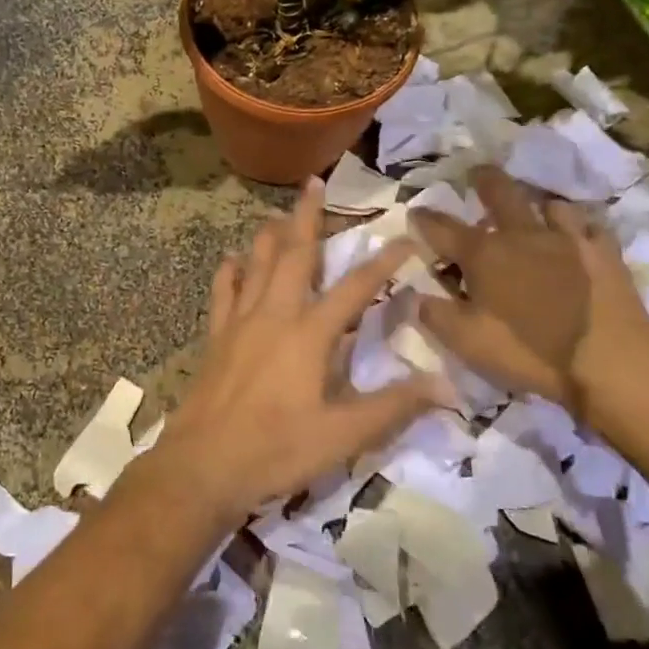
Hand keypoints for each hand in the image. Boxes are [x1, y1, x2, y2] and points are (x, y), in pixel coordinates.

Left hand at [139, 179, 451, 528]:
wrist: (202, 465)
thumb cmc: (276, 450)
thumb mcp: (342, 436)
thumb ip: (393, 407)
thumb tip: (446, 385)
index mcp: (309, 335)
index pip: (355, 288)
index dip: (382, 262)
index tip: (404, 238)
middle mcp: (274, 315)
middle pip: (295, 256)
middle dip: (308, 218)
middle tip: (315, 182)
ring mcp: (239, 323)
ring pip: (257, 266)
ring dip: (271, 236)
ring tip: (279, 213)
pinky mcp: (216, 338)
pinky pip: (223, 293)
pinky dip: (229, 272)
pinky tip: (231, 259)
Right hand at [409, 166, 648, 417]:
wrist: (611, 361)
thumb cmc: (529, 351)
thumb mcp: (467, 341)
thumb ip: (435, 314)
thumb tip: (414, 295)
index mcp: (484, 254)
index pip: (442, 229)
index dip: (425, 219)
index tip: (415, 211)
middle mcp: (522, 235)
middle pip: (500, 193)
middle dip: (485, 180)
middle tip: (478, 173)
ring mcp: (568, 239)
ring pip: (550, 204)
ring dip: (537, 203)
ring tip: (534, 208)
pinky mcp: (604, 253)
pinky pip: (590, 226)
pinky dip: (579, 227)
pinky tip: (578, 234)